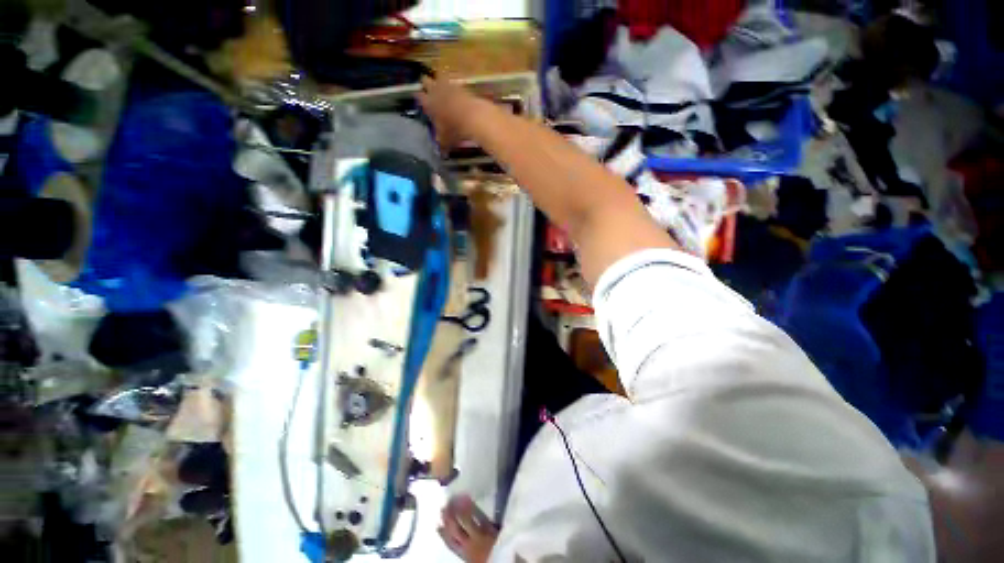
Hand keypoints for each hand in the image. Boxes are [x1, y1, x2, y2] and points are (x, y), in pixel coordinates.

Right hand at [416, 76, 483, 149]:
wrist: (473, 117)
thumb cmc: (455, 129)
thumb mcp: (446, 140)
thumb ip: (442, 144)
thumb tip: (442, 153)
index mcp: (428, 103)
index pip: (418, 96)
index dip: (418, 97)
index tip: (419, 99)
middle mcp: (435, 91)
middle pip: (426, 80)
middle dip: (426, 84)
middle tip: (427, 89)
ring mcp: (449, 86)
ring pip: (439, 78)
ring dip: (439, 82)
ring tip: (441, 87)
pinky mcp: (462, 85)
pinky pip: (454, 83)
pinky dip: (453, 87)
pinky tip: (456, 93)